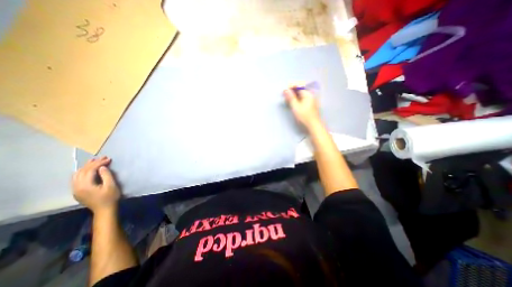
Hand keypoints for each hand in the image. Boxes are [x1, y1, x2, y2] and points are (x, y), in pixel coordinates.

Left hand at [71, 157, 120, 212]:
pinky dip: (83, 172)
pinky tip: (88, 170)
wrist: (105, 209)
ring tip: (94, 161)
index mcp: (85, 185)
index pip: (89, 170)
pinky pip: (76, 178)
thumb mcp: (111, 185)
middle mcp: (77, 187)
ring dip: (86, 167)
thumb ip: (106, 175)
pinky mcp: (77, 191)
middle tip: (103, 157)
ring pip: (77, 174)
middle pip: (82, 171)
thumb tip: (102, 167)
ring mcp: (75, 190)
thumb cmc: (110, 197)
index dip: (99, 163)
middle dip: (93, 163)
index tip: (108, 159)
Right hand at [285, 85, 318, 128]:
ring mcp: (311, 99)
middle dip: (292, 90)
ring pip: (302, 93)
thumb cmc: (304, 116)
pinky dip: (298, 98)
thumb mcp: (295, 107)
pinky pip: (303, 98)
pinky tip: (294, 102)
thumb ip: (291, 98)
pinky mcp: (311, 104)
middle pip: (301, 89)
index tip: (284, 91)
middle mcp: (311, 95)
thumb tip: (286, 90)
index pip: (299, 86)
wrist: (313, 125)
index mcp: (308, 94)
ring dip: (294, 95)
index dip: (290, 87)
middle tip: (285, 94)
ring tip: (288, 99)